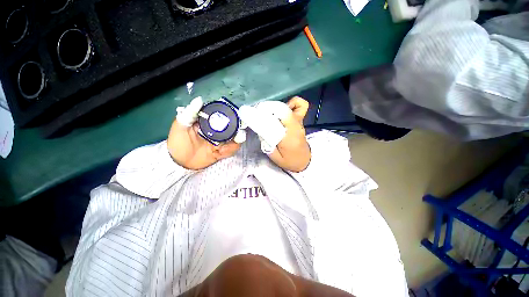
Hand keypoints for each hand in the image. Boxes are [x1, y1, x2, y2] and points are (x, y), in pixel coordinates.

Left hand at [167, 120, 239, 169]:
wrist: (180, 163)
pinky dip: (230, 150)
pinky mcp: (223, 151)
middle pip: (234, 127)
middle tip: (239, 134)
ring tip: (224, 147)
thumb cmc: (178, 142)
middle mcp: (218, 130)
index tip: (237, 115)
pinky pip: (232, 149)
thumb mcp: (180, 125)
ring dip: (235, 142)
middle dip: (239, 129)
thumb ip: (190, 113)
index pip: (223, 115)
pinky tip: (221, 153)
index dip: (232, 114)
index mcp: (210, 122)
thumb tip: (199, 99)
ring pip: (236, 138)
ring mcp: (222, 141)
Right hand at [268, 97, 310, 171]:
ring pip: (293, 105)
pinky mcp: (301, 121)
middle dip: (270, 109)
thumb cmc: (289, 161)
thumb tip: (261, 129)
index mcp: (290, 137)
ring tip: (271, 113)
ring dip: (278, 107)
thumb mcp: (275, 157)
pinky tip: (285, 109)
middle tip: (261, 114)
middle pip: (284, 110)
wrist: (304, 162)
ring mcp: (300, 122)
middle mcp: (296, 127)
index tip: (257, 114)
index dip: (269, 113)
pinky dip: (293, 103)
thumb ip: (267, 143)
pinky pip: (301, 106)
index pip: (281, 118)